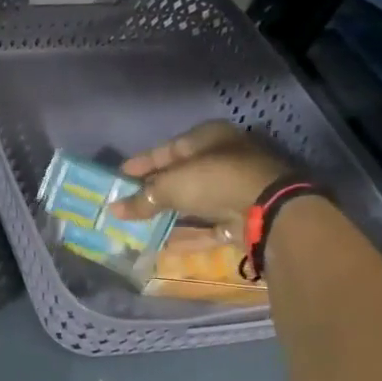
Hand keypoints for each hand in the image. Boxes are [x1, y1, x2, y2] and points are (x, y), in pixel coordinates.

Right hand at [114, 122, 288, 232]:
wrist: (267, 211)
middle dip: (153, 190)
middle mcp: (223, 158)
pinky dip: (186, 233)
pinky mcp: (240, 217)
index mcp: (208, 138)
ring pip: (193, 201)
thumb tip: (114, 210)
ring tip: (139, 224)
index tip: (119, 176)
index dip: (141, 163)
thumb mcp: (169, 186)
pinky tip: (162, 242)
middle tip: (126, 202)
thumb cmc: (214, 181)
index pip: (167, 149)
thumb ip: (141, 199)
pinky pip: (206, 225)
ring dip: (168, 213)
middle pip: (180, 175)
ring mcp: (234, 189)